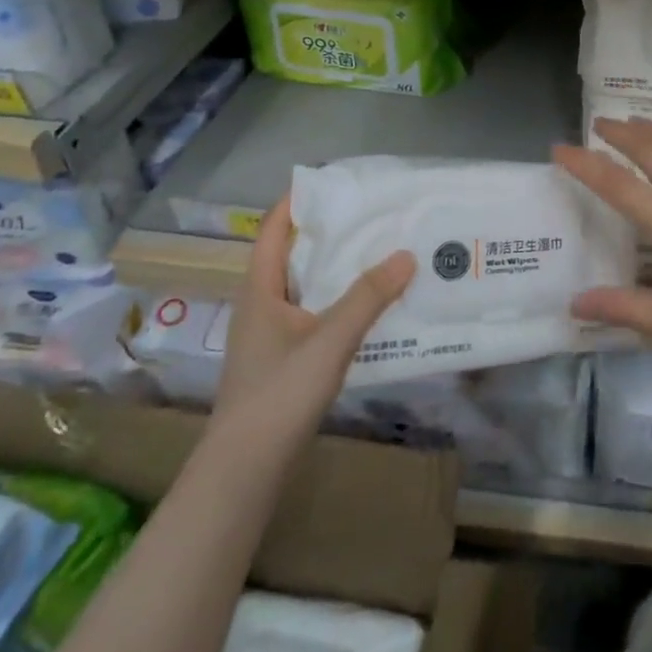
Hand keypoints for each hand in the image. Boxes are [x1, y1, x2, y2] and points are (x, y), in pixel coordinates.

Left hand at [213, 196, 414, 429]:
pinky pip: (314, 314)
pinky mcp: (283, 359)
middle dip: (328, 234)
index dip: (297, 202)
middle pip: (293, 256)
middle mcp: (261, 305)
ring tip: (378, 253)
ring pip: (306, 287)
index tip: (333, 182)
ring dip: (337, 270)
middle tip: (371, 216)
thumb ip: (368, 297)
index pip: (273, 231)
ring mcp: (270, 335)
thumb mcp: (329, 340)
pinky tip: (370, 307)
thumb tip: (406, 255)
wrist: (245, 469)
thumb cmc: (279, 394)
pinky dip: (339, 301)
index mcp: (260, 290)